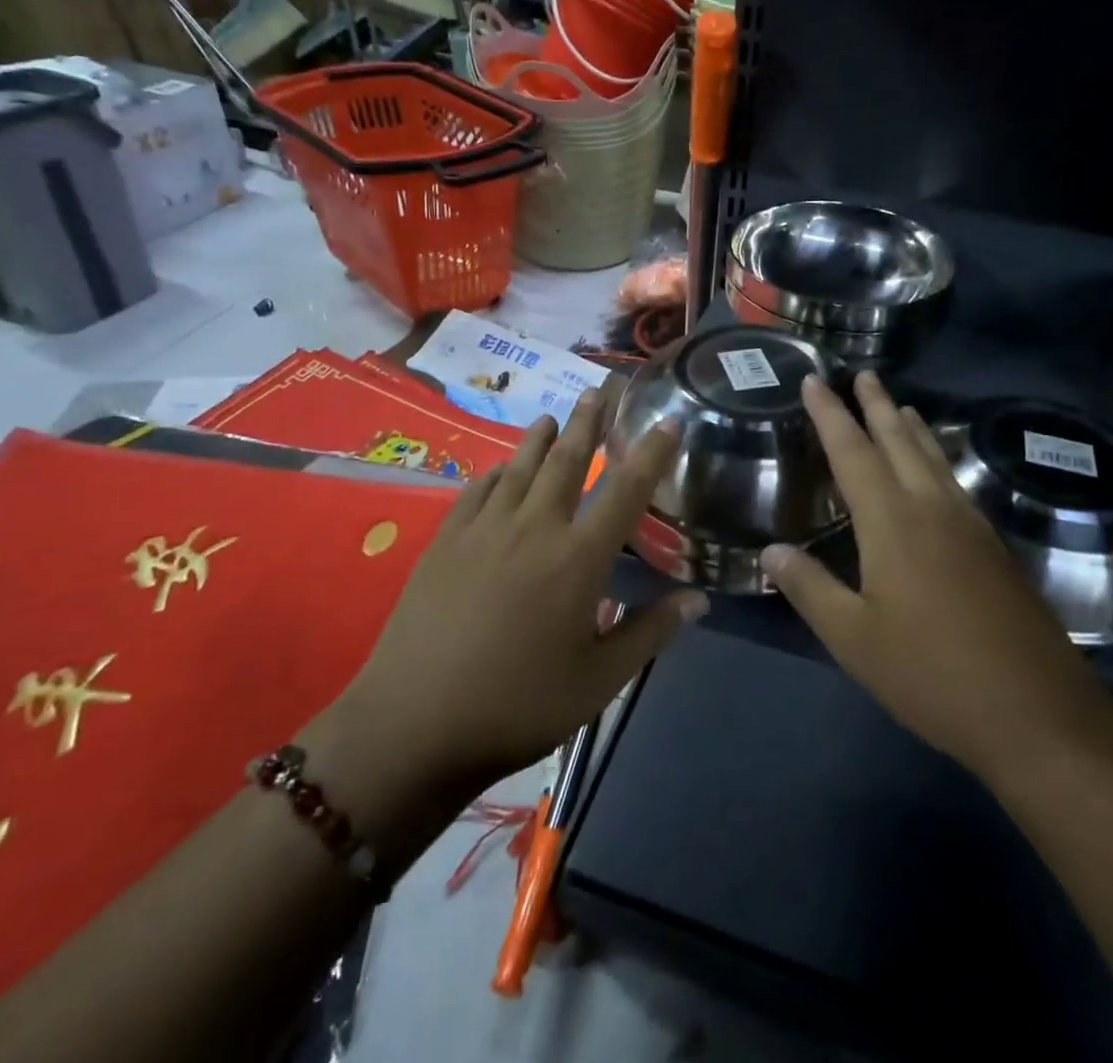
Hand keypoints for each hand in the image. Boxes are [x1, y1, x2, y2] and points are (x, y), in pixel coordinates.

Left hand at [328, 390, 702, 810]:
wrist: (414, 724)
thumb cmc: (518, 706)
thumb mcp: (599, 682)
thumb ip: (650, 633)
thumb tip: (698, 599)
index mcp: (579, 559)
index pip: (625, 491)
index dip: (651, 454)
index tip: (666, 422)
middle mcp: (535, 528)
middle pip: (568, 460)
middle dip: (588, 421)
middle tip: (601, 387)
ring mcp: (485, 529)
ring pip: (520, 466)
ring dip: (540, 437)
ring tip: (553, 415)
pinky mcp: (445, 540)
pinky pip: (477, 489)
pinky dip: (496, 472)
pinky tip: (501, 469)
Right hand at [763, 372, 1112, 787]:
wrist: (1036, 714)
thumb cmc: (931, 674)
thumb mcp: (854, 638)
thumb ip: (810, 589)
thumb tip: (770, 550)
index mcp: (892, 523)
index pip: (852, 452)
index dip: (830, 414)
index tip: (814, 380)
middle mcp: (933, 509)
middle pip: (900, 441)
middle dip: (877, 405)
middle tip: (863, 374)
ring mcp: (970, 526)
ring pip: (934, 459)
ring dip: (912, 428)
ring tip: (900, 406)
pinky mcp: (994, 549)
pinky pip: (956, 483)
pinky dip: (937, 460)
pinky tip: (939, 472)